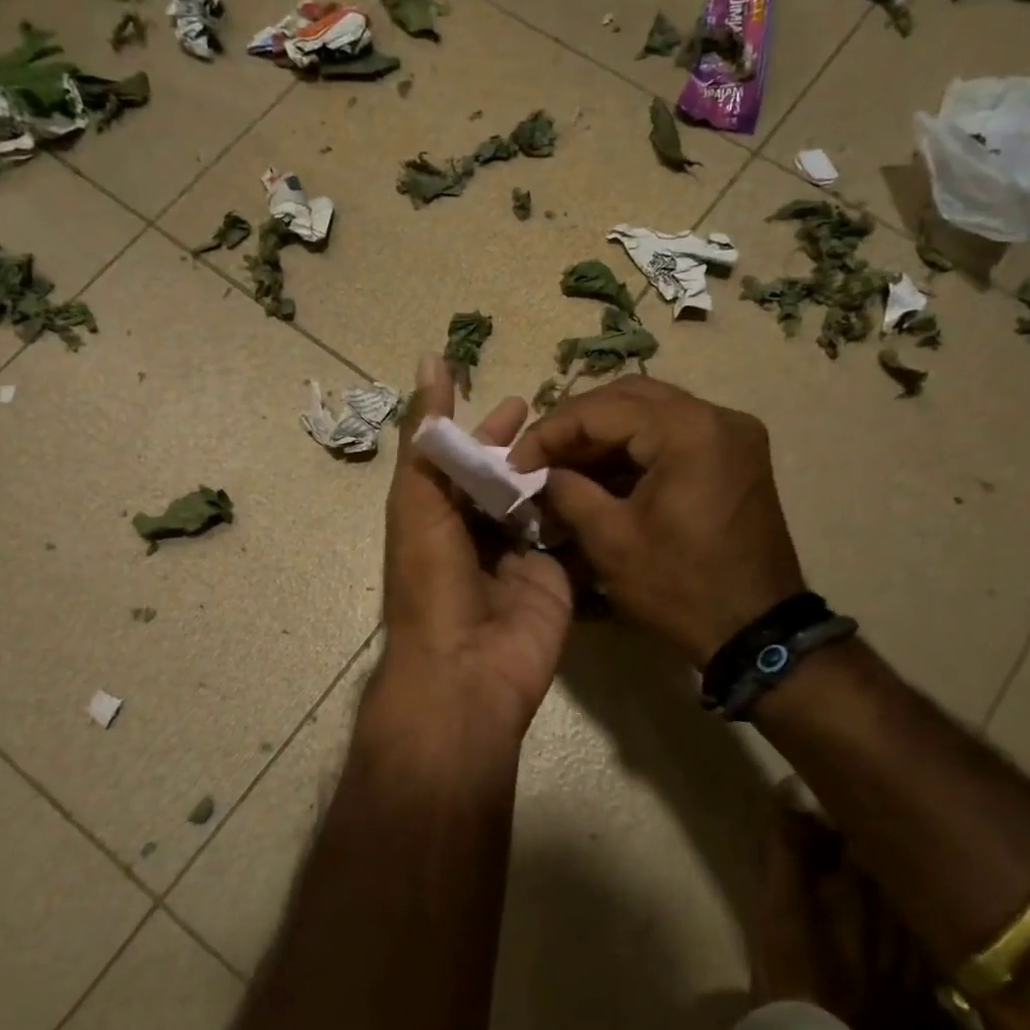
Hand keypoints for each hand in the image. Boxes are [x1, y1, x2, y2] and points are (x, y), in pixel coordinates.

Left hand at [375, 355, 573, 752]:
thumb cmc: (432, 581)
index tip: (518, 401)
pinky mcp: (556, 580)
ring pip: (540, 506)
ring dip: (559, 475)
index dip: (486, 432)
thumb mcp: (419, 500)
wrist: (468, 670)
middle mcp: (477, 536)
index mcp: (438, 519)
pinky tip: (610, 476)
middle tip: (564, 419)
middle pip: (506, 483)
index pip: (465, 464)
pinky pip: (571, 538)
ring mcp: (519, 560)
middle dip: (528, 451)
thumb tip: (430, 359)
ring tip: (593, 437)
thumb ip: (428, 436)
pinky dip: (584, 511)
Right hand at [507, 376, 803, 667]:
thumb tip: (538, 471)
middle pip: (628, 397)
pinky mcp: (735, 456)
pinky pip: (673, 434)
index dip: (550, 432)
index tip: (514, 462)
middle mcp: (717, 416)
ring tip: (562, 465)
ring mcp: (732, 434)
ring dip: (603, 435)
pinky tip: (601, 473)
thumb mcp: (610, 540)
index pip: (602, 409)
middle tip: (537, 457)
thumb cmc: (680, 588)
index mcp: (688, 430)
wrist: (756, 632)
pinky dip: (634, 448)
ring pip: (651, 411)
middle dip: (575, 425)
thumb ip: (567, 491)